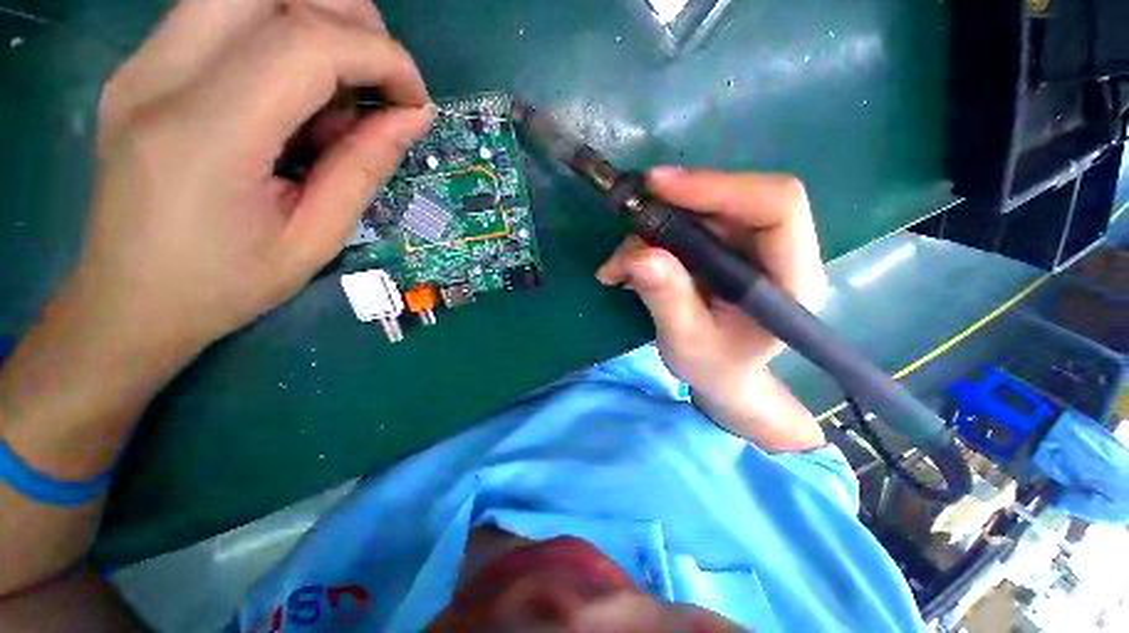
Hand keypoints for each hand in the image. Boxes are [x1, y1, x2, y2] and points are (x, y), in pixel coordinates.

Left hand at [81, 0, 433, 357]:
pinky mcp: (144, 65)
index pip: (306, 44)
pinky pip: (226, 15)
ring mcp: (143, 63)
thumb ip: (364, 168)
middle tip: (381, 81)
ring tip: (343, 89)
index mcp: (205, 136)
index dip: (380, 57)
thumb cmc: (225, 285)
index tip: (416, 101)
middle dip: (349, 19)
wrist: (128, 302)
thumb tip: (413, 115)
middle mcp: (160, 76)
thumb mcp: (316, 239)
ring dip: (317, 21)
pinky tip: (296, 95)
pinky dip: (282, 37)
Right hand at [597, 168, 827, 449]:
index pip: (777, 206)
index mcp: (791, 278)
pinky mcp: (724, 248)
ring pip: (701, 212)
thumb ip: (668, 300)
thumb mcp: (686, 343)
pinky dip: (650, 241)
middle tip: (628, 224)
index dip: (719, 187)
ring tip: (618, 266)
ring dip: (652, 230)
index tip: (659, 187)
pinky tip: (626, 267)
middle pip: (731, 200)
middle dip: (672, 209)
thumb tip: (639, 255)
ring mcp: (749, 247)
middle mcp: (777, 251)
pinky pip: (686, 227)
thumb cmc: (714, 367)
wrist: (722, 374)